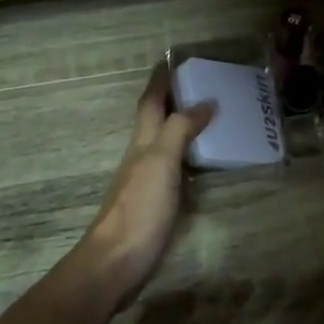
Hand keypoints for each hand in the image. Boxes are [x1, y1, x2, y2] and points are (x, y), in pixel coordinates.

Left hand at [78, 64, 213, 302]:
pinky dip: (185, 159)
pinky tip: (199, 167)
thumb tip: (204, 102)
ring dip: (180, 129)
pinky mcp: (152, 207)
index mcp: (141, 144)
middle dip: (171, 102)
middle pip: (154, 122)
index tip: (171, 61)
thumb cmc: (139, 210)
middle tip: (200, 88)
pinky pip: (172, 171)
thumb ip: (179, 130)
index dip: (159, 82)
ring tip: (208, 121)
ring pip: (162, 146)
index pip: (150, 103)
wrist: (115, 263)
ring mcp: (144, 184)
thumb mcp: (160, 163)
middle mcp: (140, 159)